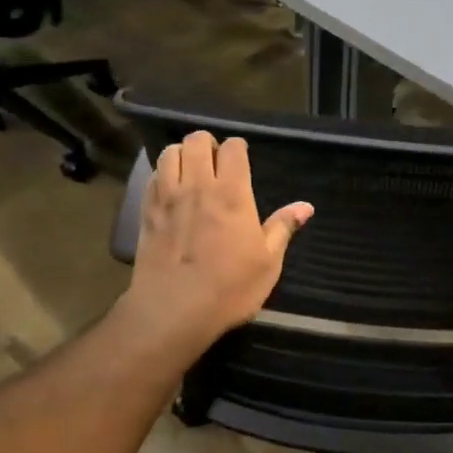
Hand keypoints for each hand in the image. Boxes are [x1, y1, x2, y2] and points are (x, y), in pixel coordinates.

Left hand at [116, 132, 313, 360]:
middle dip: (208, 144)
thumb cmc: (229, 288)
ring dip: (183, 154)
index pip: (233, 148)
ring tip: (192, 171)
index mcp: (232, 194)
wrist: (173, 311)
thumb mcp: (268, 263)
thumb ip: (283, 228)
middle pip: (196, 141)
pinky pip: (153, 177)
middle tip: (216, 162)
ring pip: (170, 152)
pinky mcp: (146, 212)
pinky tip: (171, 190)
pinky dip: (163, 174)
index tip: (242, 159)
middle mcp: (198, 186)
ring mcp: (167, 197)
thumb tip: (306, 206)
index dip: (238, 148)